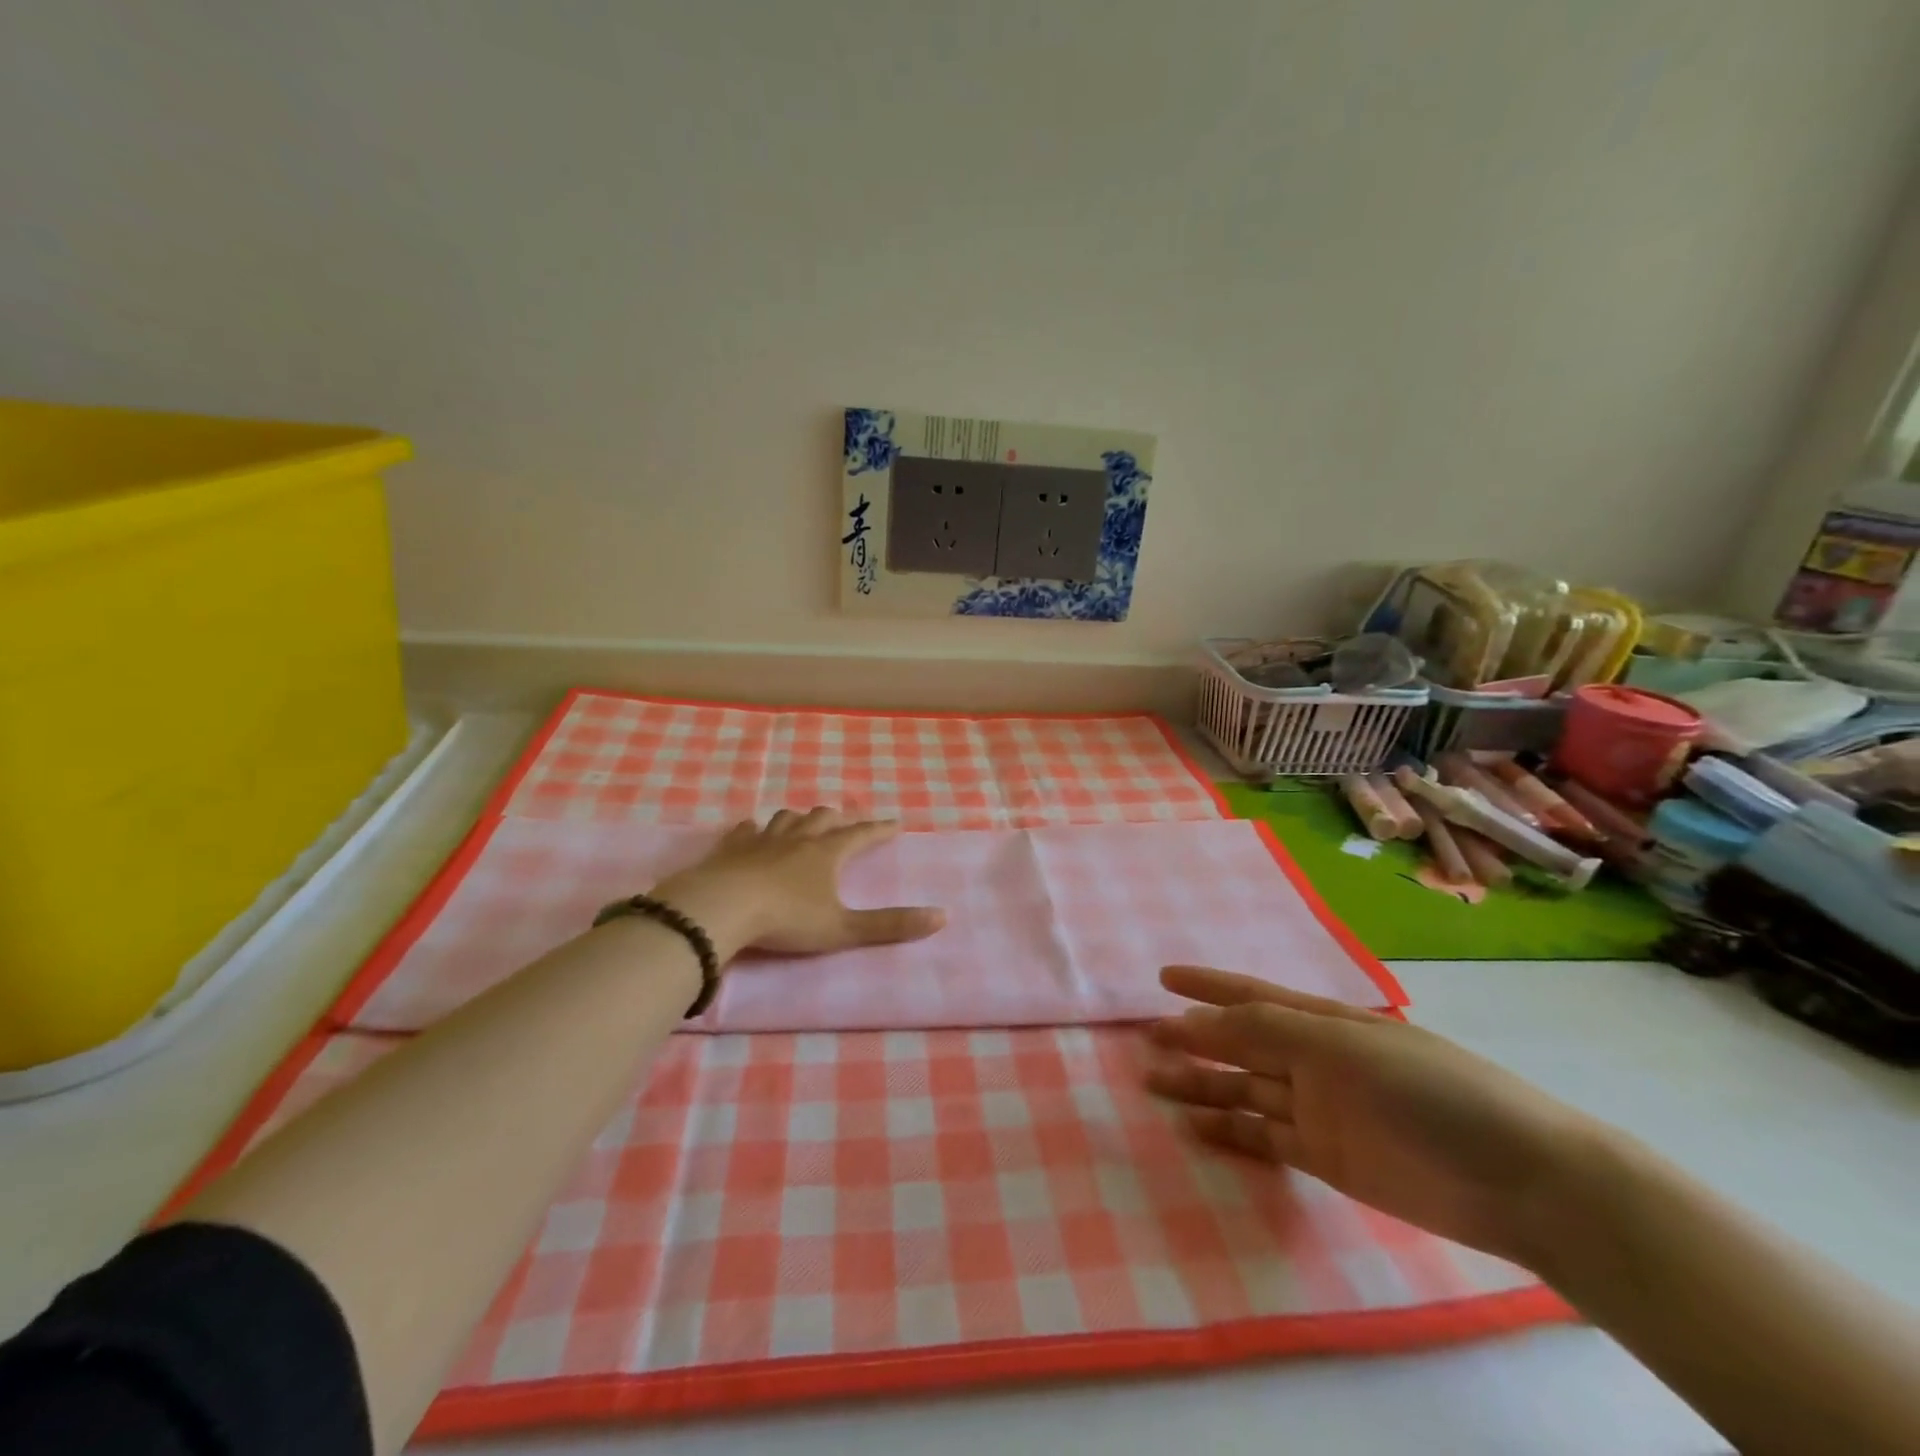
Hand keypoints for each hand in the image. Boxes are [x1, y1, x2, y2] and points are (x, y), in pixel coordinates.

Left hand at [649, 808, 945, 962]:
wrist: (721, 908)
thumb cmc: (786, 919)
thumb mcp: (843, 929)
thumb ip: (891, 925)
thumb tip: (942, 917)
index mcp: (827, 854)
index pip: (860, 835)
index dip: (879, 830)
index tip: (894, 823)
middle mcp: (797, 839)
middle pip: (822, 818)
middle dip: (838, 818)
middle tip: (846, 821)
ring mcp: (762, 840)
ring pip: (786, 818)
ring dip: (799, 818)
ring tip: (804, 822)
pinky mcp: (731, 848)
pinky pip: (745, 830)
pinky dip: (754, 828)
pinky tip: (752, 830)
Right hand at [1148, 965, 1599, 1263]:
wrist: (1518, 1179)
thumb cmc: (1427, 1089)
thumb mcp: (1342, 1045)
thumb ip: (1268, 1029)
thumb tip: (1198, 1022)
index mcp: (1321, 1021)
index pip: (1250, 996)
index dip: (1206, 986)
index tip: (1162, 980)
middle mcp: (1313, 1060)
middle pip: (1238, 1046)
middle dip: (1192, 1040)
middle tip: (1145, 1043)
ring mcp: (1318, 1109)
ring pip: (1242, 1091)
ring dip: (1200, 1086)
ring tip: (1153, 1085)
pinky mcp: (1325, 1158)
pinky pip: (1263, 1139)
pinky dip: (1228, 1133)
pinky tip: (1194, 1130)